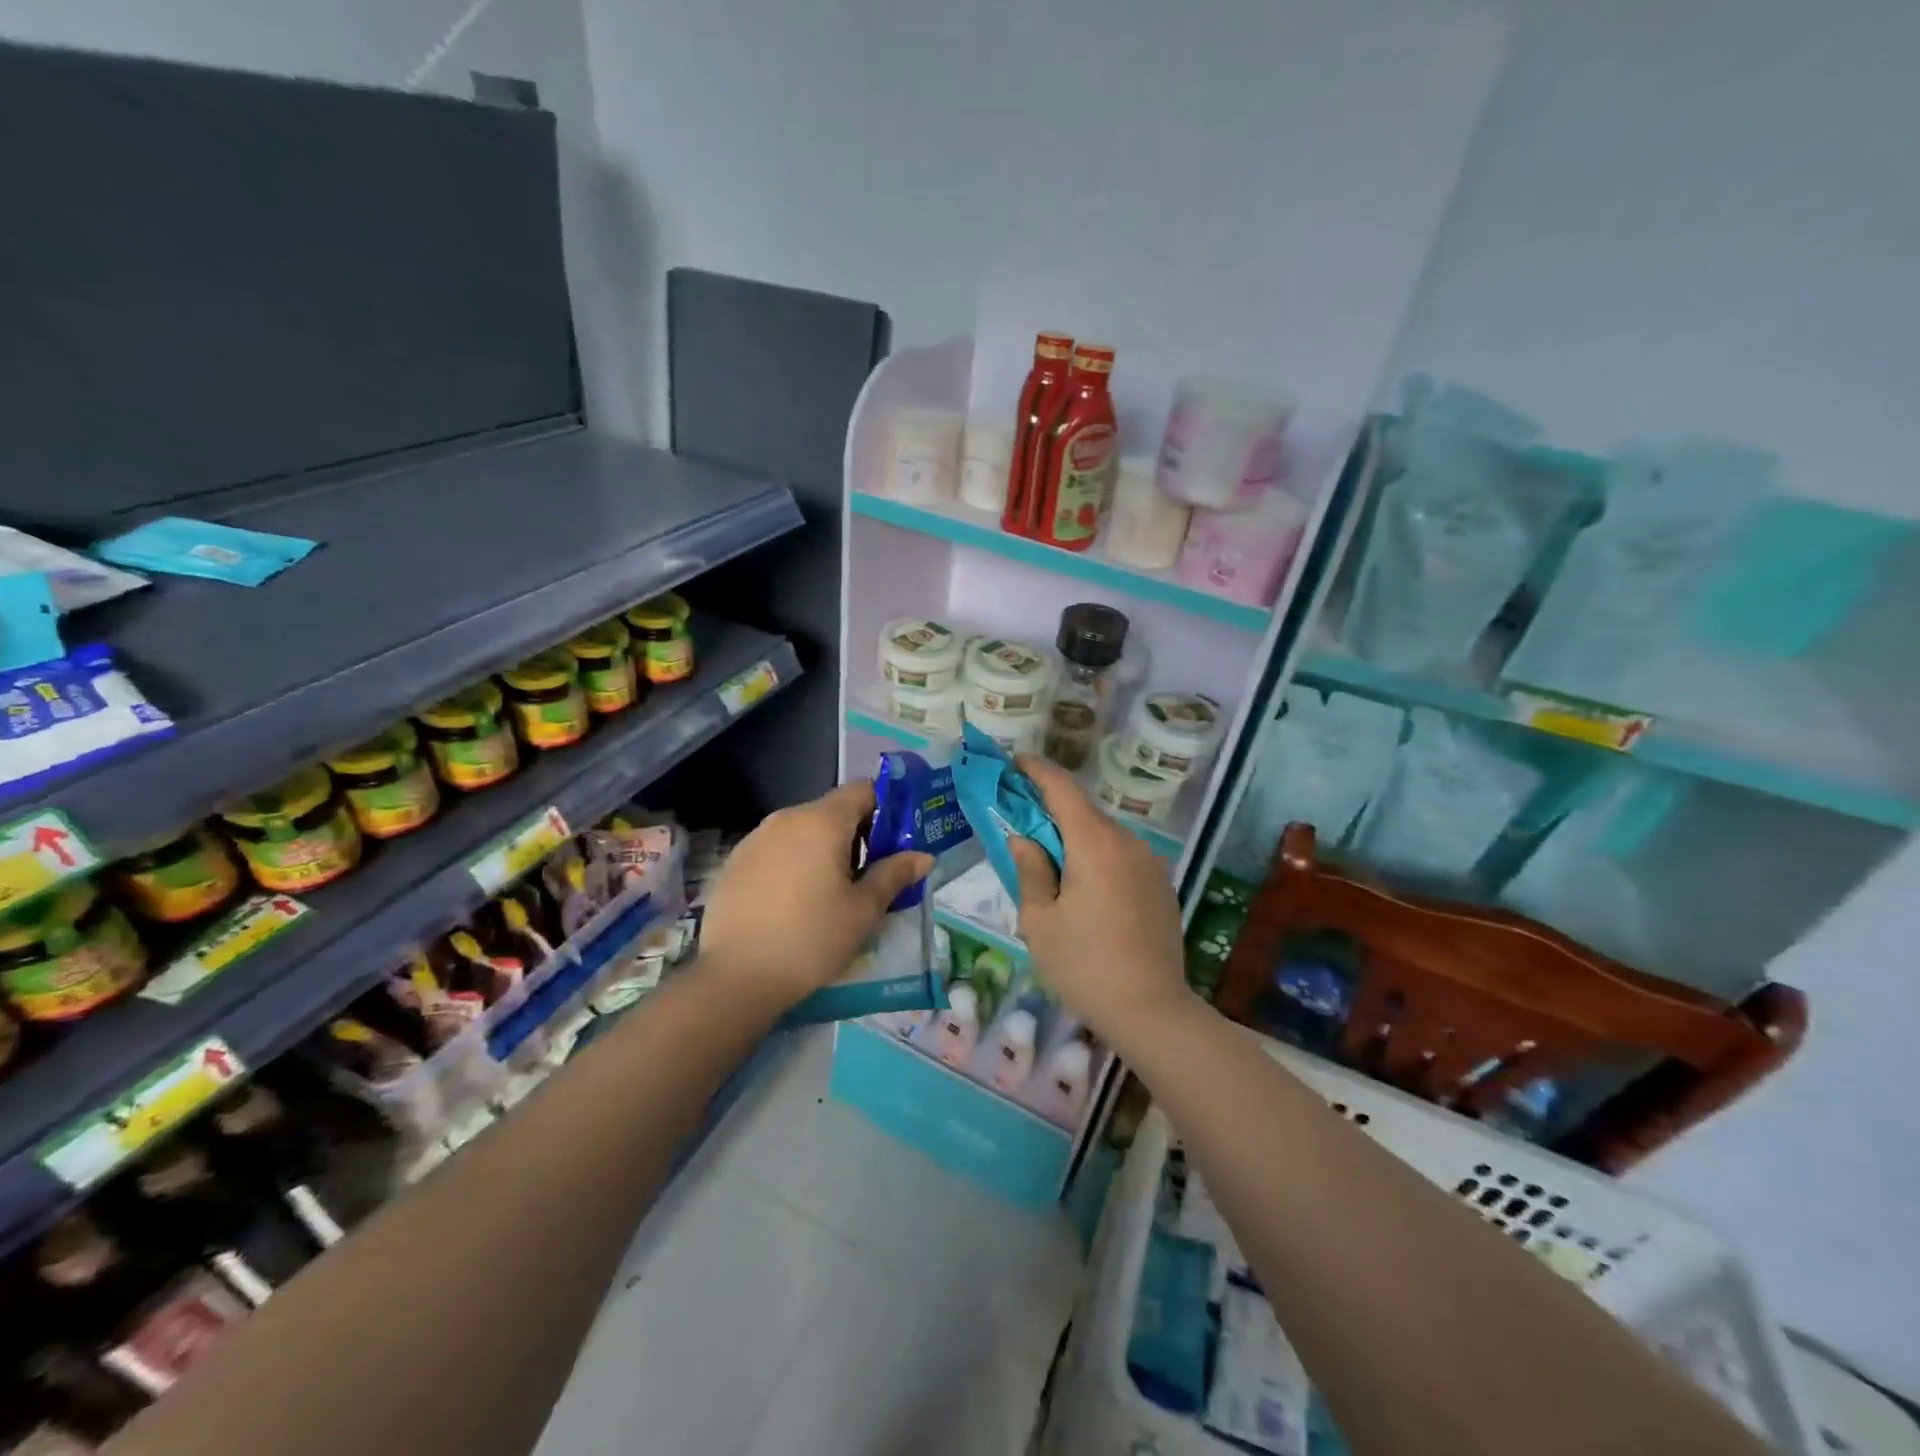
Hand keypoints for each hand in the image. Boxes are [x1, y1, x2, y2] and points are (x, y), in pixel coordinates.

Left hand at [699, 781, 932, 1008]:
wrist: (735, 978)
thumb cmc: (811, 939)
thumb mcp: (863, 911)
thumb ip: (894, 875)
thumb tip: (923, 856)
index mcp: (822, 821)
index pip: (863, 790)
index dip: (886, 807)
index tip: (898, 838)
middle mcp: (786, 818)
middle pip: (832, 811)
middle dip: (858, 834)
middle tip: (873, 873)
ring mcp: (755, 839)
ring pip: (803, 831)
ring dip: (825, 849)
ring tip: (834, 891)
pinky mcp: (735, 863)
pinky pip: (777, 850)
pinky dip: (795, 863)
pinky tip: (797, 902)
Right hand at [1006, 755, 1192, 1044]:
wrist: (1151, 1011)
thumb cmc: (1084, 965)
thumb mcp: (1039, 920)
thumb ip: (1029, 870)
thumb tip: (1024, 839)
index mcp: (1094, 843)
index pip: (1062, 788)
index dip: (1036, 770)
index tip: (1014, 763)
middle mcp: (1127, 843)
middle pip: (1084, 811)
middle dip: (1051, 809)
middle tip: (1021, 819)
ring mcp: (1150, 864)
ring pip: (1104, 836)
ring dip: (1075, 837)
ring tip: (1051, 862)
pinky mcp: (1161, 887)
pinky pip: (1122, 858)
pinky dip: (1097, 858)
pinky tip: (1085, 889)